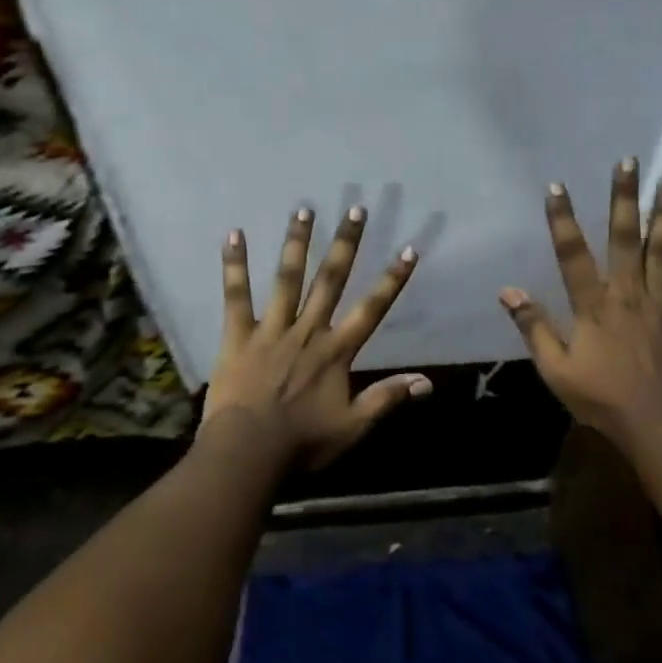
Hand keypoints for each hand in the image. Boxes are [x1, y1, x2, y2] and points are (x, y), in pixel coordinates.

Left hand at [202, 205, 430, 471]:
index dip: (392, 280)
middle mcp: (308, 331)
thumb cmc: (302, 443)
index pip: (372, 309)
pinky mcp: (238, 336)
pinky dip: (235, 265)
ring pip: (287, 279)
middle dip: (346, 244)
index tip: (408, 250)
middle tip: (355, 209)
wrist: (247, 453)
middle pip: (331, 281)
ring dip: (297, 243)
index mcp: (336, 352)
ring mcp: (271, 330)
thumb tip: (427, 382)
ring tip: (303, 209)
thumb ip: (387, 398)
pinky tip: (234, 234)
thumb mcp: (352, 426)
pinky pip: (236, 295)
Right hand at [499, 157, 661, 453]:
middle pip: (625, 239)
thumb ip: (534, 328)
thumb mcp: (555, 369)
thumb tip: (508, 291)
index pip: (572, 255)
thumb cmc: (601, 400)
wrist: (657, 425)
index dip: (563, 220)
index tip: (557, 187)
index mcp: (593, 307)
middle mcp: (628, 294)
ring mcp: (661, 304)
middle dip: (624, 199)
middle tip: (629, 162)